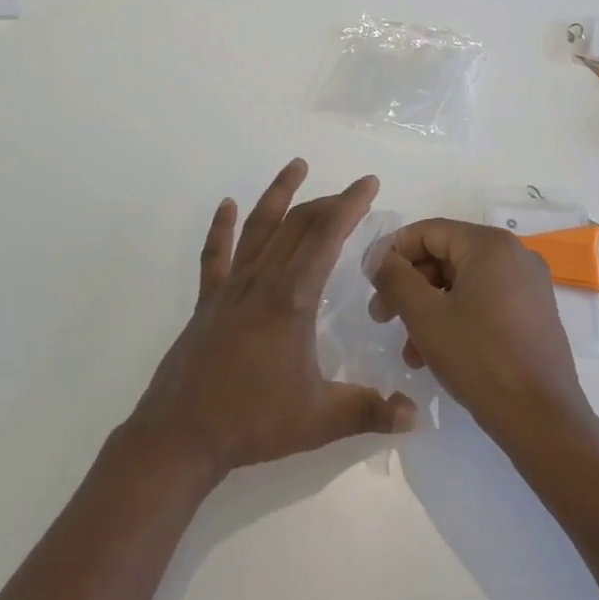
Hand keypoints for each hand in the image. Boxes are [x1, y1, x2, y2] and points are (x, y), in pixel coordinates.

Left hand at [129, 159, 415, 478]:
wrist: (182, 433)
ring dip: (279, 194)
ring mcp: (231, 286)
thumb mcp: (320, 420)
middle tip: (351, 192)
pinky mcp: (208, 300)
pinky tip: (227, 205)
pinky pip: (216, 254)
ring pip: (258, 227)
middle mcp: (262, 280)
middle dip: (328, 202)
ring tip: (296, 165)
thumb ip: (370, 412)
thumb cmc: (253, 421)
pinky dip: (222, 227)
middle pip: (298, 225)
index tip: (368, 182)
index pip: (327, 237)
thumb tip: (416, 415)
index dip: (350, 205)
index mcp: (292, 298)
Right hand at [369, 219, 594, 442]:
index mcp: (489, 244)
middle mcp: (514, 254)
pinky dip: (455, 318)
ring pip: (462, 284)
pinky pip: (484, 301)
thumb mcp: (425, 315)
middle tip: (382, 316)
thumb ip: (395, 277)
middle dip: (409, 286)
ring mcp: (528, 285)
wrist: (543, 421)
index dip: (393, 253)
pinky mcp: (533, 314)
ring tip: (408, 350)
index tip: (370, 282)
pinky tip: (435, 354)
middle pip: (445, 256)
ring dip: (428, 309)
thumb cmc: (479, 358)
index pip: (428, 231)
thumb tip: (378, 256)